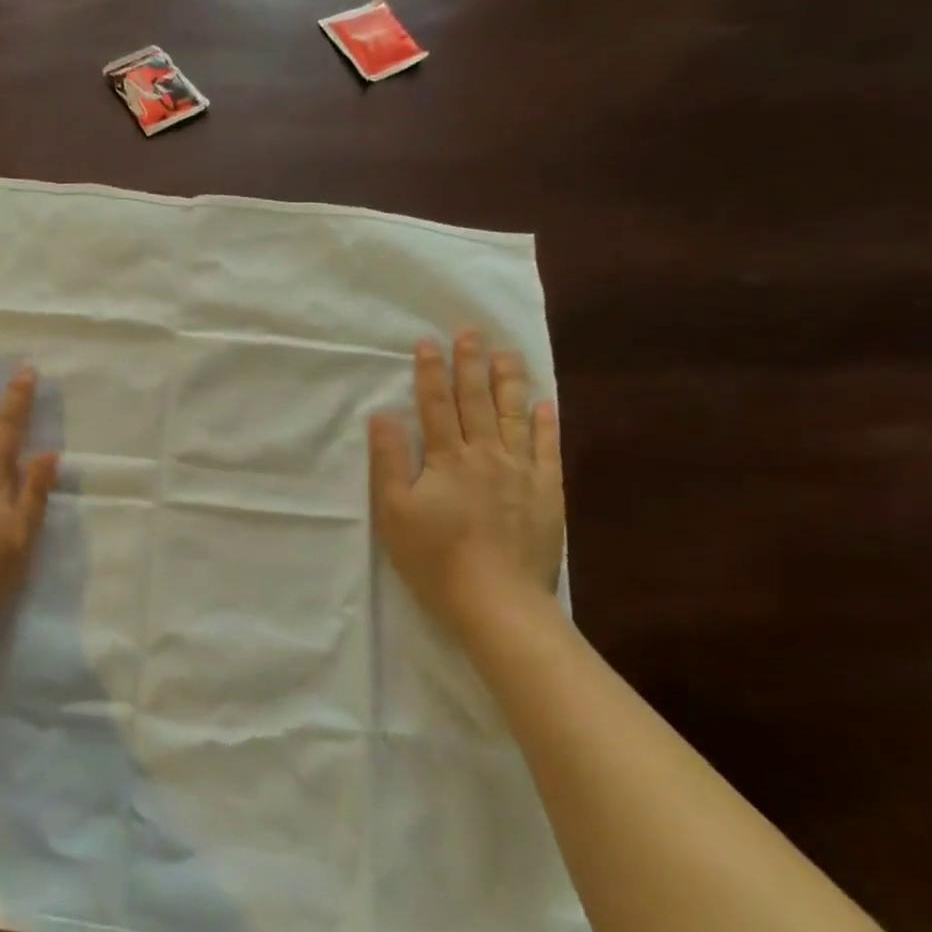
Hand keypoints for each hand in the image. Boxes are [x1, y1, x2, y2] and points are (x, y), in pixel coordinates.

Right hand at [368, 332, 563, 624]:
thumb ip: (389, 460)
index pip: (435, 406)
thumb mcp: (393, 511)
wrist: (495, 598)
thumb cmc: (434, 558)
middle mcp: (486, 455)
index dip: (430, 373)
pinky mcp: (546, 492)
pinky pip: (547, 449)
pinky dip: (545, 423)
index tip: (428, 343)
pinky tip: (544, 404)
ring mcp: (521, 472)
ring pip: (513, 416)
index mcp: (446, 459)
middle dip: (470, 365)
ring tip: (507, 354)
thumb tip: (383, 414)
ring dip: (508, 382)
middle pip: (476, 402)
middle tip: (471, 333)